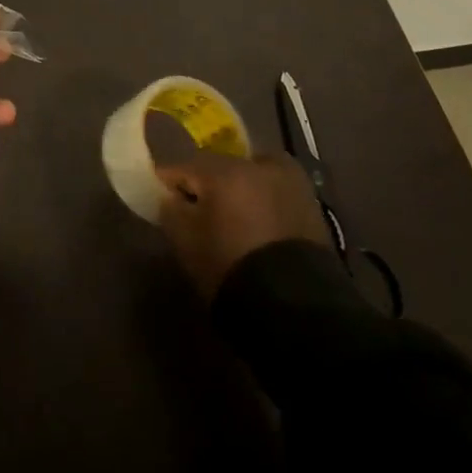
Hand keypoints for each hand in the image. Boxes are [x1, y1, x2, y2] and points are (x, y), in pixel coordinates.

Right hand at [157, 152, 330, 298]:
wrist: (295, 307)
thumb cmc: (230, 268)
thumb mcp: (186, 242)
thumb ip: (172, 211)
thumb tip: (172, 197)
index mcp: (226, 169)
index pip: (186, 166)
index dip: (170, 180)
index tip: (160, 192)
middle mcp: (260, 165)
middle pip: (222, 168)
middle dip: (208, 183)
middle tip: (196, 206)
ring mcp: (291, 183)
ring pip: (252, 178)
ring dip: (239, 192)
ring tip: (229, 217)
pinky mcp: (312, 206)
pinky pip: (274, 196)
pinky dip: (262, 205)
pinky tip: (255, 227)